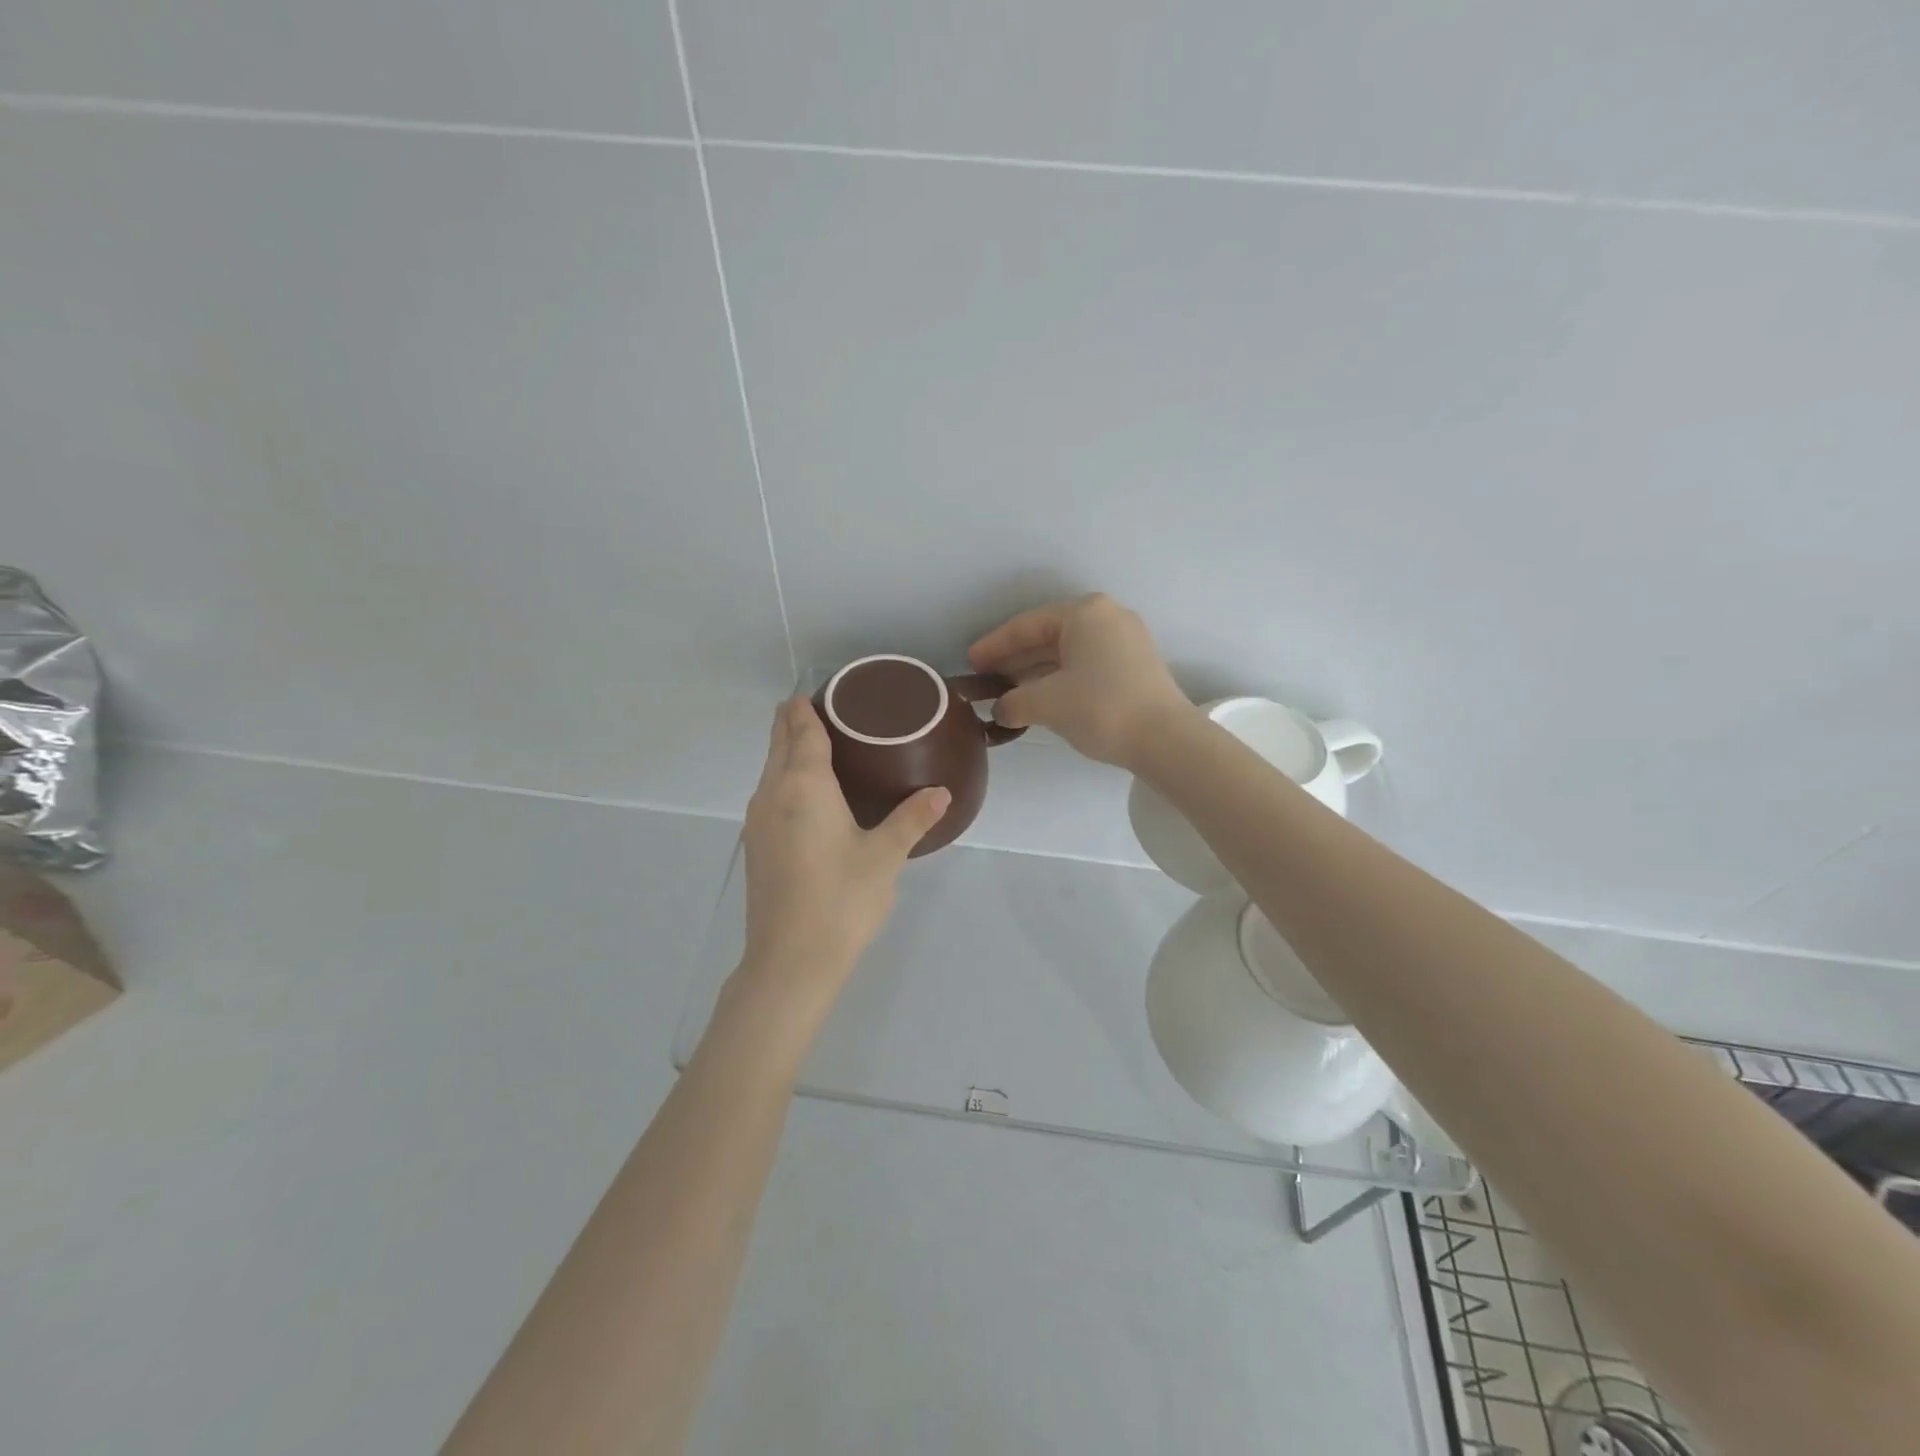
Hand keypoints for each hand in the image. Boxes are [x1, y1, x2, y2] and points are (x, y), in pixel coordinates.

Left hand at [737, 697, 950, 1007]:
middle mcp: (773, 794)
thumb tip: (941, 792)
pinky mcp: (756, 846)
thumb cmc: (841, 900)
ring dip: (786, 751)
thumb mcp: (885, 856)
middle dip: (793, 722)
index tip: (816, 690)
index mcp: (804, 786)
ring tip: (818, 745)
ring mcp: (757, 822)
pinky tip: (807, 795)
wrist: (790, 961)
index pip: (801, 731)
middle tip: (823, 709)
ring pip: (770, 770)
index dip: (806, 707)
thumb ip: (912, 819)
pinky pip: (769, 794)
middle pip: (778, 744)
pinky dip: (784, 778)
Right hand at [968, 594, 1192, 768]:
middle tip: (985, 680)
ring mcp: (1124, 642)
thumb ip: (1013, 702)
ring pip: (1066, 654)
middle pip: (1047, 637)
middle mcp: (1106, 618)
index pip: (1027, 625)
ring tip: (1006, 694)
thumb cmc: (1101, 708)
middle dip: (1014, 660)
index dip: (994, 645)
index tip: (970, 663)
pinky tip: (1038, 700)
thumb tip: (1001, 710)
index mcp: (1085, 613)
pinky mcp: (1134, 667)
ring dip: (1035, 674)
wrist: (1166, 740)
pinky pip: (1084, 666)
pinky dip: (1058, 680)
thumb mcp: (1046, 703)